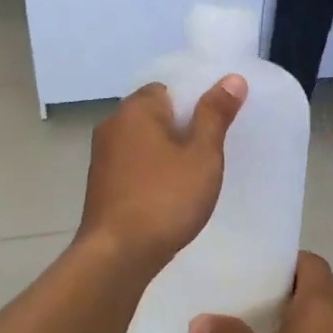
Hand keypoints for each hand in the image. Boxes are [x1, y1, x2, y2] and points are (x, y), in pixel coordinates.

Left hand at [77, 78, 246, 273]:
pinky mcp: (100, 185)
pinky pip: (133, 167)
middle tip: (210, 154)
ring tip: (193, 178)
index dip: (194, 104)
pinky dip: (151, 174)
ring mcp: (101, 157)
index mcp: (135, 109)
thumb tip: (232, 78)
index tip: (215, 128)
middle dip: (181, 131)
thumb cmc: (165, 199)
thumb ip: (215, 115)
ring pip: (143, 144)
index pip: (168, 90)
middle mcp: (112, 125)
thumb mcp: (202, 155)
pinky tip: (168, 197)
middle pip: (155, 116)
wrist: (117, 254)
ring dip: (165, 155)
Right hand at [190, 252, 332, 332]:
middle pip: (317, 288)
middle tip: (250, 296)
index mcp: (321, 302)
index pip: (310, 262)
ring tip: (259, 328)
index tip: (257, 270)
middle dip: (286, 290)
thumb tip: (198, 322)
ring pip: (323, 318)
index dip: (285, 261)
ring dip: (296, 319)